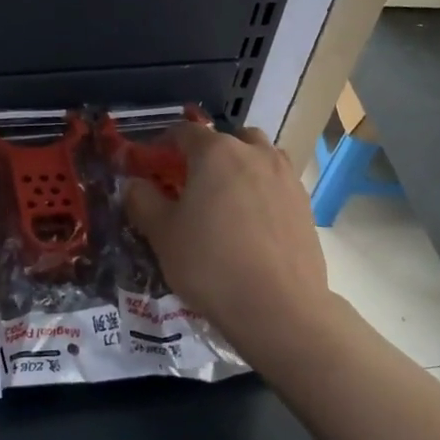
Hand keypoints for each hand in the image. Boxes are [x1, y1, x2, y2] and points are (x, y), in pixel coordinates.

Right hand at [125, 123, 334, 363]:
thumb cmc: (210, 263)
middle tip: (191, 183)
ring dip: (239, 167)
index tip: (152, 164)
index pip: (184, 132)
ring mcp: (286, 177)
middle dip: (206, 154)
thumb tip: (134, 184)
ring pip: (258, 157)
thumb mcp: (162, 233)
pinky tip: (251, 223)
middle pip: (226, 139)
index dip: (164, 144)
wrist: (279, 307)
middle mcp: (255, 153)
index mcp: (215, 152)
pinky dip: (261, 191)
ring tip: (225, 199)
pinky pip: (276, 184)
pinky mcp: (305, 204)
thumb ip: (142, 200)